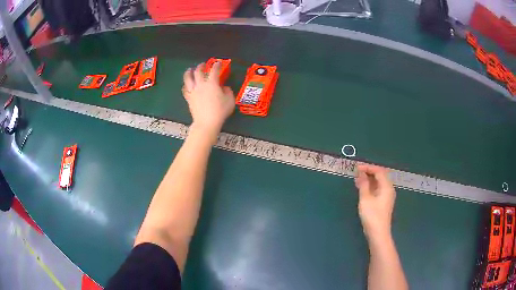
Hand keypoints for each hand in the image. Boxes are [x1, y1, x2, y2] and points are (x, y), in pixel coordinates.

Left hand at [182, 62, 234, 136]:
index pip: (214, 70)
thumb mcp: (230, 100)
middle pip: (198, 71)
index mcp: (212, 83)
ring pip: (188, 78)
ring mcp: (193, 91)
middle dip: (201, 66)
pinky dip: (185, 85)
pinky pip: (185, 89)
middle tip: (203, 65)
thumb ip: (228, 91)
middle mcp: (201, 84)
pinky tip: (186, 85)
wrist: (206, 122)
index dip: (217, 65)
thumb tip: (224, 88)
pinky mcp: (189, 98)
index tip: (218, 63)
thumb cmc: (220, 111)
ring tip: (190, 70)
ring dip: (189, 72)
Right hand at [355, 164, 395, 238]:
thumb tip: (361, 173)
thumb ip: (364, 184)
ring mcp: (387, 196)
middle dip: (369, 172)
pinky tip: (362, 189)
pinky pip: (378, 189)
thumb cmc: (372, 215)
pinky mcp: (384, 202)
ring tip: (357, 180)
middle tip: (356, 173)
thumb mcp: (365, 199)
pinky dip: (370, 186)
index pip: (379, 171)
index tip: (357, 168)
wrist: (378, 233)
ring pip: (379, 183)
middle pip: (380, 176)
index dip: (368, 167)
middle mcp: (389, 189)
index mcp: (387, 186)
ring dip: (369, 180)